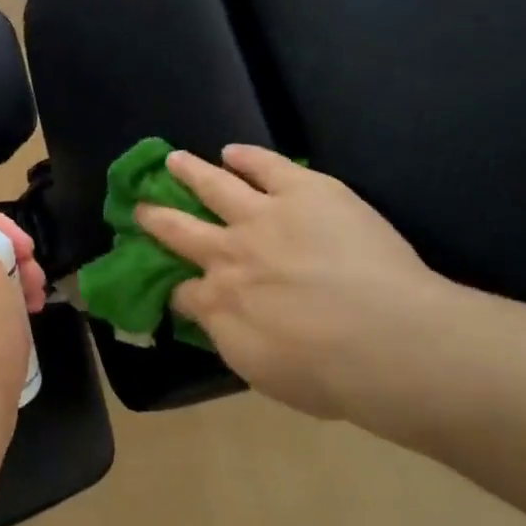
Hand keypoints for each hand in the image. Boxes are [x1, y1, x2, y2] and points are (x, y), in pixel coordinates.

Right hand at [135, 145, 480, 427]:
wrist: (386, 340)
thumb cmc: (328, 374)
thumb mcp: (262, 373)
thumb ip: (232, 341)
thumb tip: (217, 323)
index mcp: (218, 302)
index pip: (182, 292)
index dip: (173, 287)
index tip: (172, 285)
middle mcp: (229, 253)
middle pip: (180, 230)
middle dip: (155, 218)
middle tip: (140, 208)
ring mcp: (263, 216)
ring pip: (214, 185)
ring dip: (190, 171)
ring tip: (174, 159)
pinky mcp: (302, 190)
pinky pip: (266, 165)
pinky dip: (247, 157)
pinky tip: (233, 151)